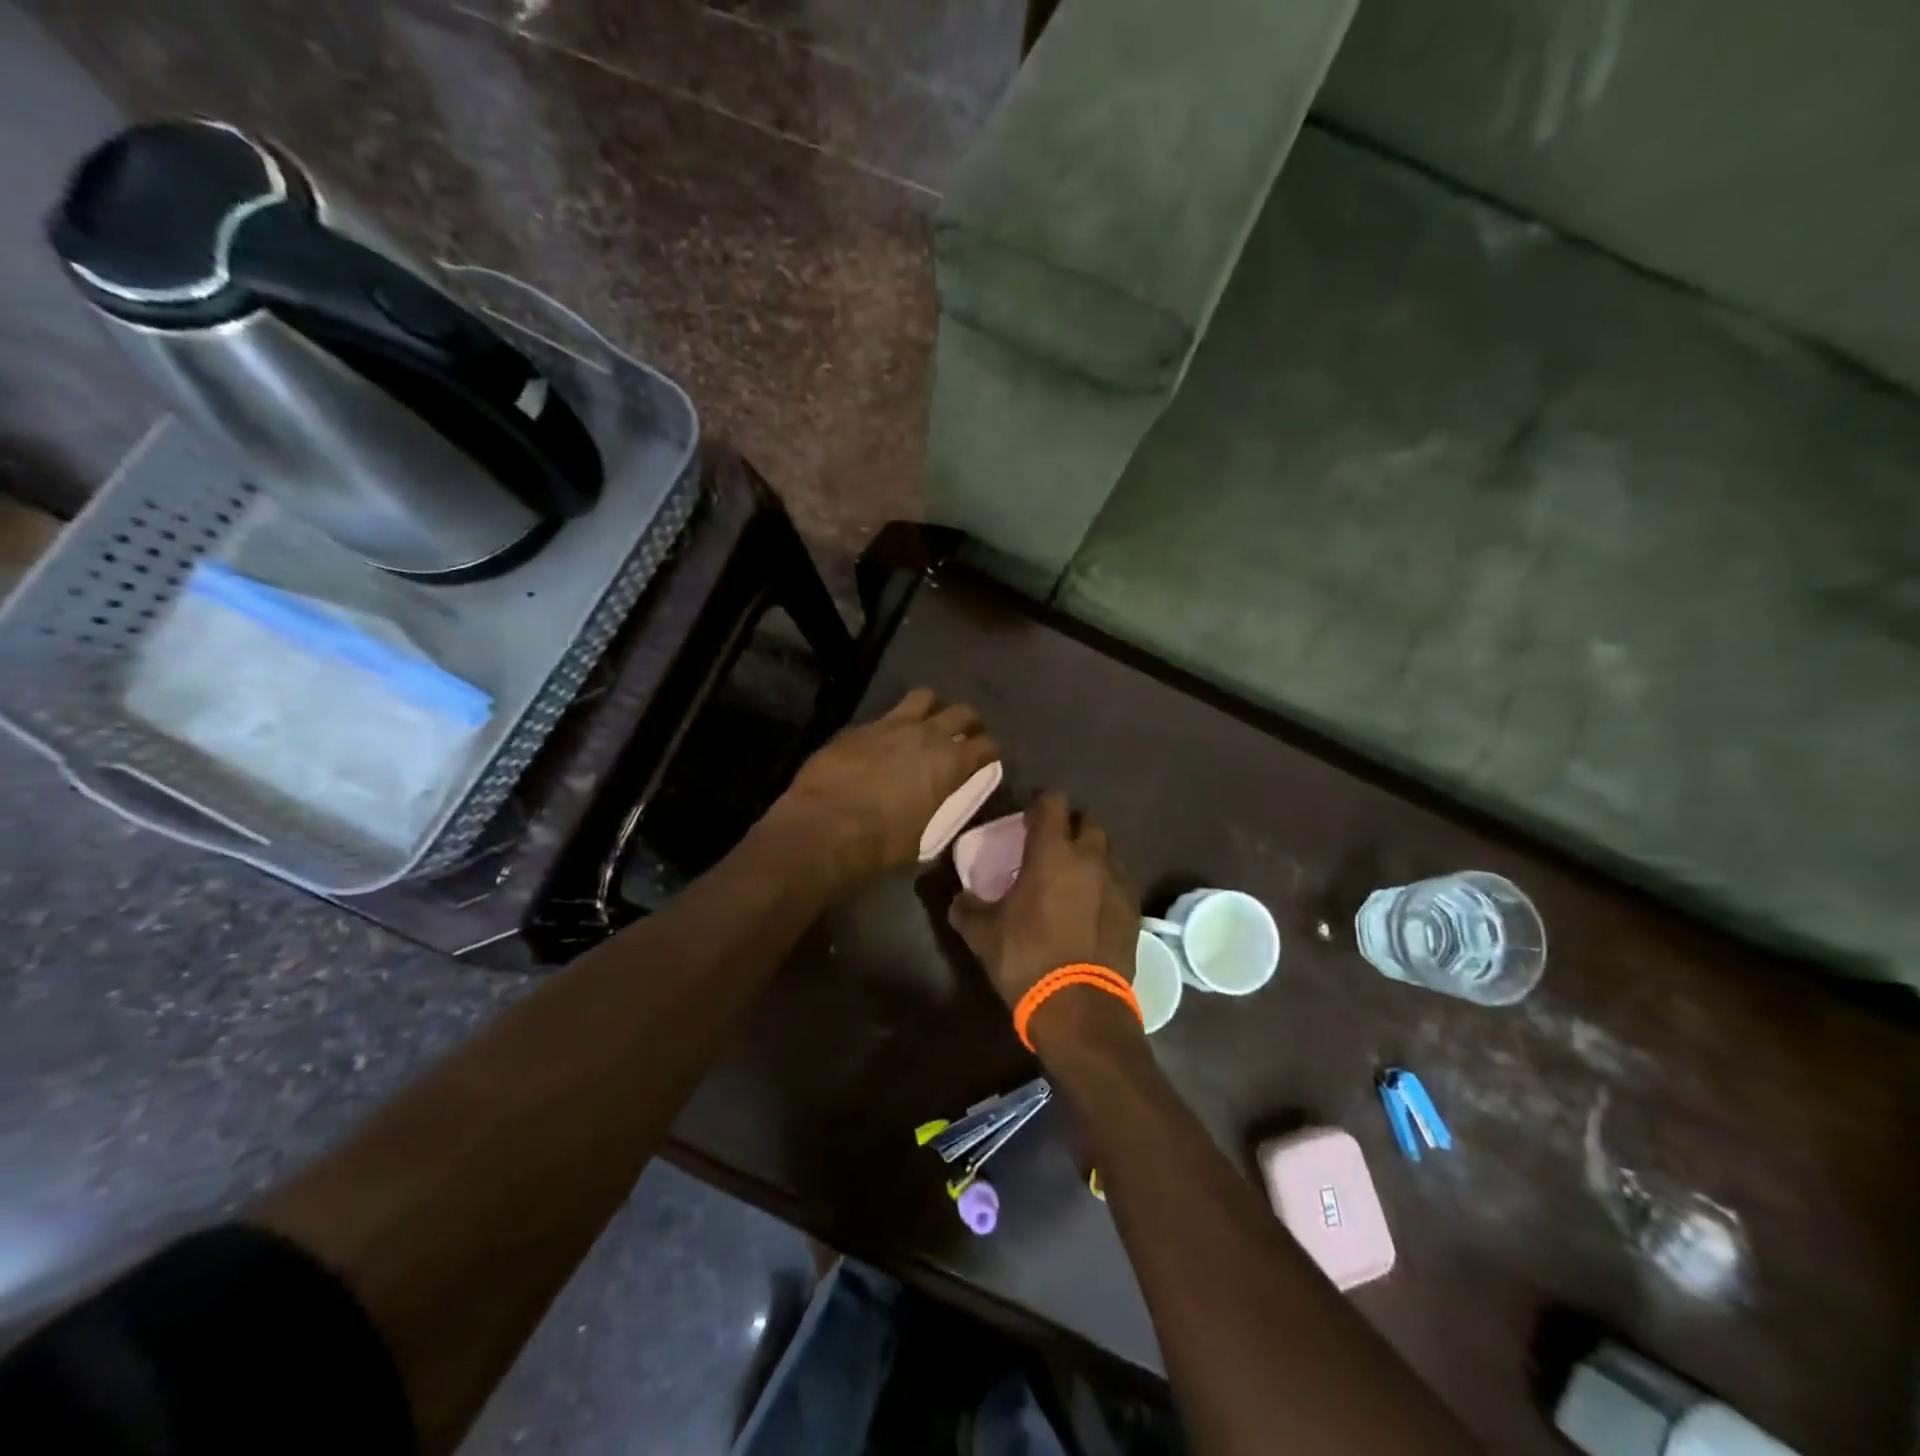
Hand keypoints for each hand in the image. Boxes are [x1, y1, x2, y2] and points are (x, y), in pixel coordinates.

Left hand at [769, 688, 998, 886]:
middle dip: (968, 722)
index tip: (987, 760)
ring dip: (931, 709)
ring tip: (926, 724)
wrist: (825, 826)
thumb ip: (937, 816)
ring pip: (924, 697)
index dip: (990, 752)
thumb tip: (934, 814)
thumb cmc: (881, 843)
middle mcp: (927, 735)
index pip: (987, 745)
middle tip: (963, 736)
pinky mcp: (859, 726)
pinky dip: (891, 726)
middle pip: (962, 711)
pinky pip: (884, 716)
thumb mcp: (923, 840)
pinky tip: (882, 743)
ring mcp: (891, 724)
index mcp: (951, 763)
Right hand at [948, 792, 1140, 1010]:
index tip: (1028, 820)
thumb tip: (959, 899)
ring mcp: (1118, 882)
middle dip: (1070, 828)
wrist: (1079, 1008)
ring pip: (1107, 852)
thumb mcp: (983, 935)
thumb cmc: (1026, 959)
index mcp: (1052, 852)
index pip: (1053, 802)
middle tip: (1051, 849)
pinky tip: (1091, 907)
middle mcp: (1090, 857)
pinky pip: (1119, 882)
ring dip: (1091, 856)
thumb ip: (967, 909)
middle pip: (1087, 822)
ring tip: (1073, 879)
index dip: (1040, 804)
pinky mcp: (1134, 909)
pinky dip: (1105, 885)